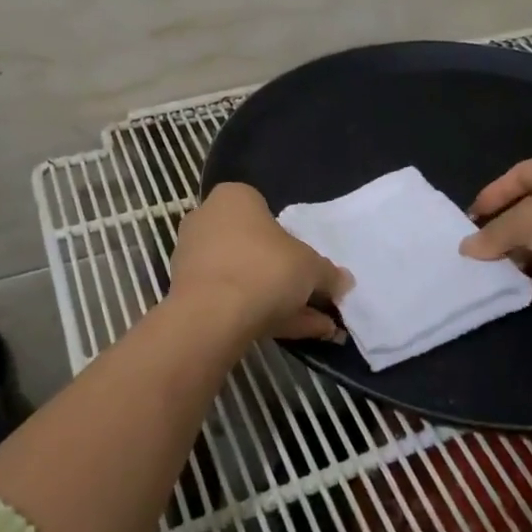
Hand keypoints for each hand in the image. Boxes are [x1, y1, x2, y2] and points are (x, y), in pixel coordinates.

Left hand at [168, 183, 351, 342]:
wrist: (211, 317)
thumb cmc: (265, 269)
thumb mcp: (311, 268)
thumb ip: (328, 273)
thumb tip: (344, 281)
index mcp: (233, 198)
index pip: (265, 208)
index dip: (291, 237)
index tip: (308, 261)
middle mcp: (207, 220)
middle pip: (254, 245)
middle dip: (286, 273)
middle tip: (314, 295)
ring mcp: (194, 259)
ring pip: (245, 276)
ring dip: (279, 299)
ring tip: (317, 324)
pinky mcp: (188, 294)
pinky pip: (231, 299)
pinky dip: (262, 313)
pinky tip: (298, 334)